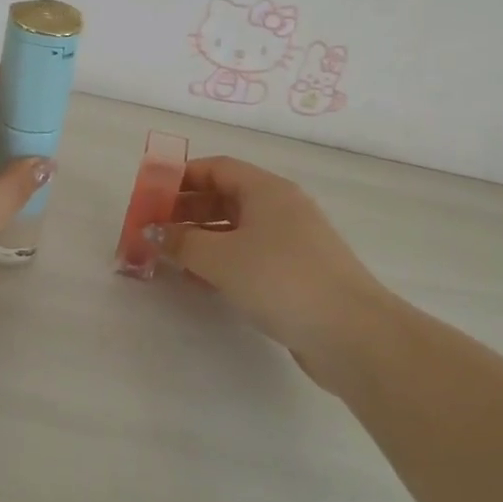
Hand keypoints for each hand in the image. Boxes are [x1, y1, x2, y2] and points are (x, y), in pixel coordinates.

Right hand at [153, 156, 392, 388]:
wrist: (351, 333)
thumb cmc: (280, 279)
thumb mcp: (220, 257)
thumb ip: (181, 242)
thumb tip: (152, 232)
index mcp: (267, 190)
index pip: (217, 167)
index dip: (182, 177)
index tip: (151, 195)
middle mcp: (282, 208)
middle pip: (226, 197)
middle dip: (187, 211)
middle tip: (154, 231)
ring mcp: (293, 242)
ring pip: (237, 229)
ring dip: (202, 240)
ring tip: (170, 258)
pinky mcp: (298, 274)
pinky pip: (250, 256)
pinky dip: (223, 262)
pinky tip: (202, 282)